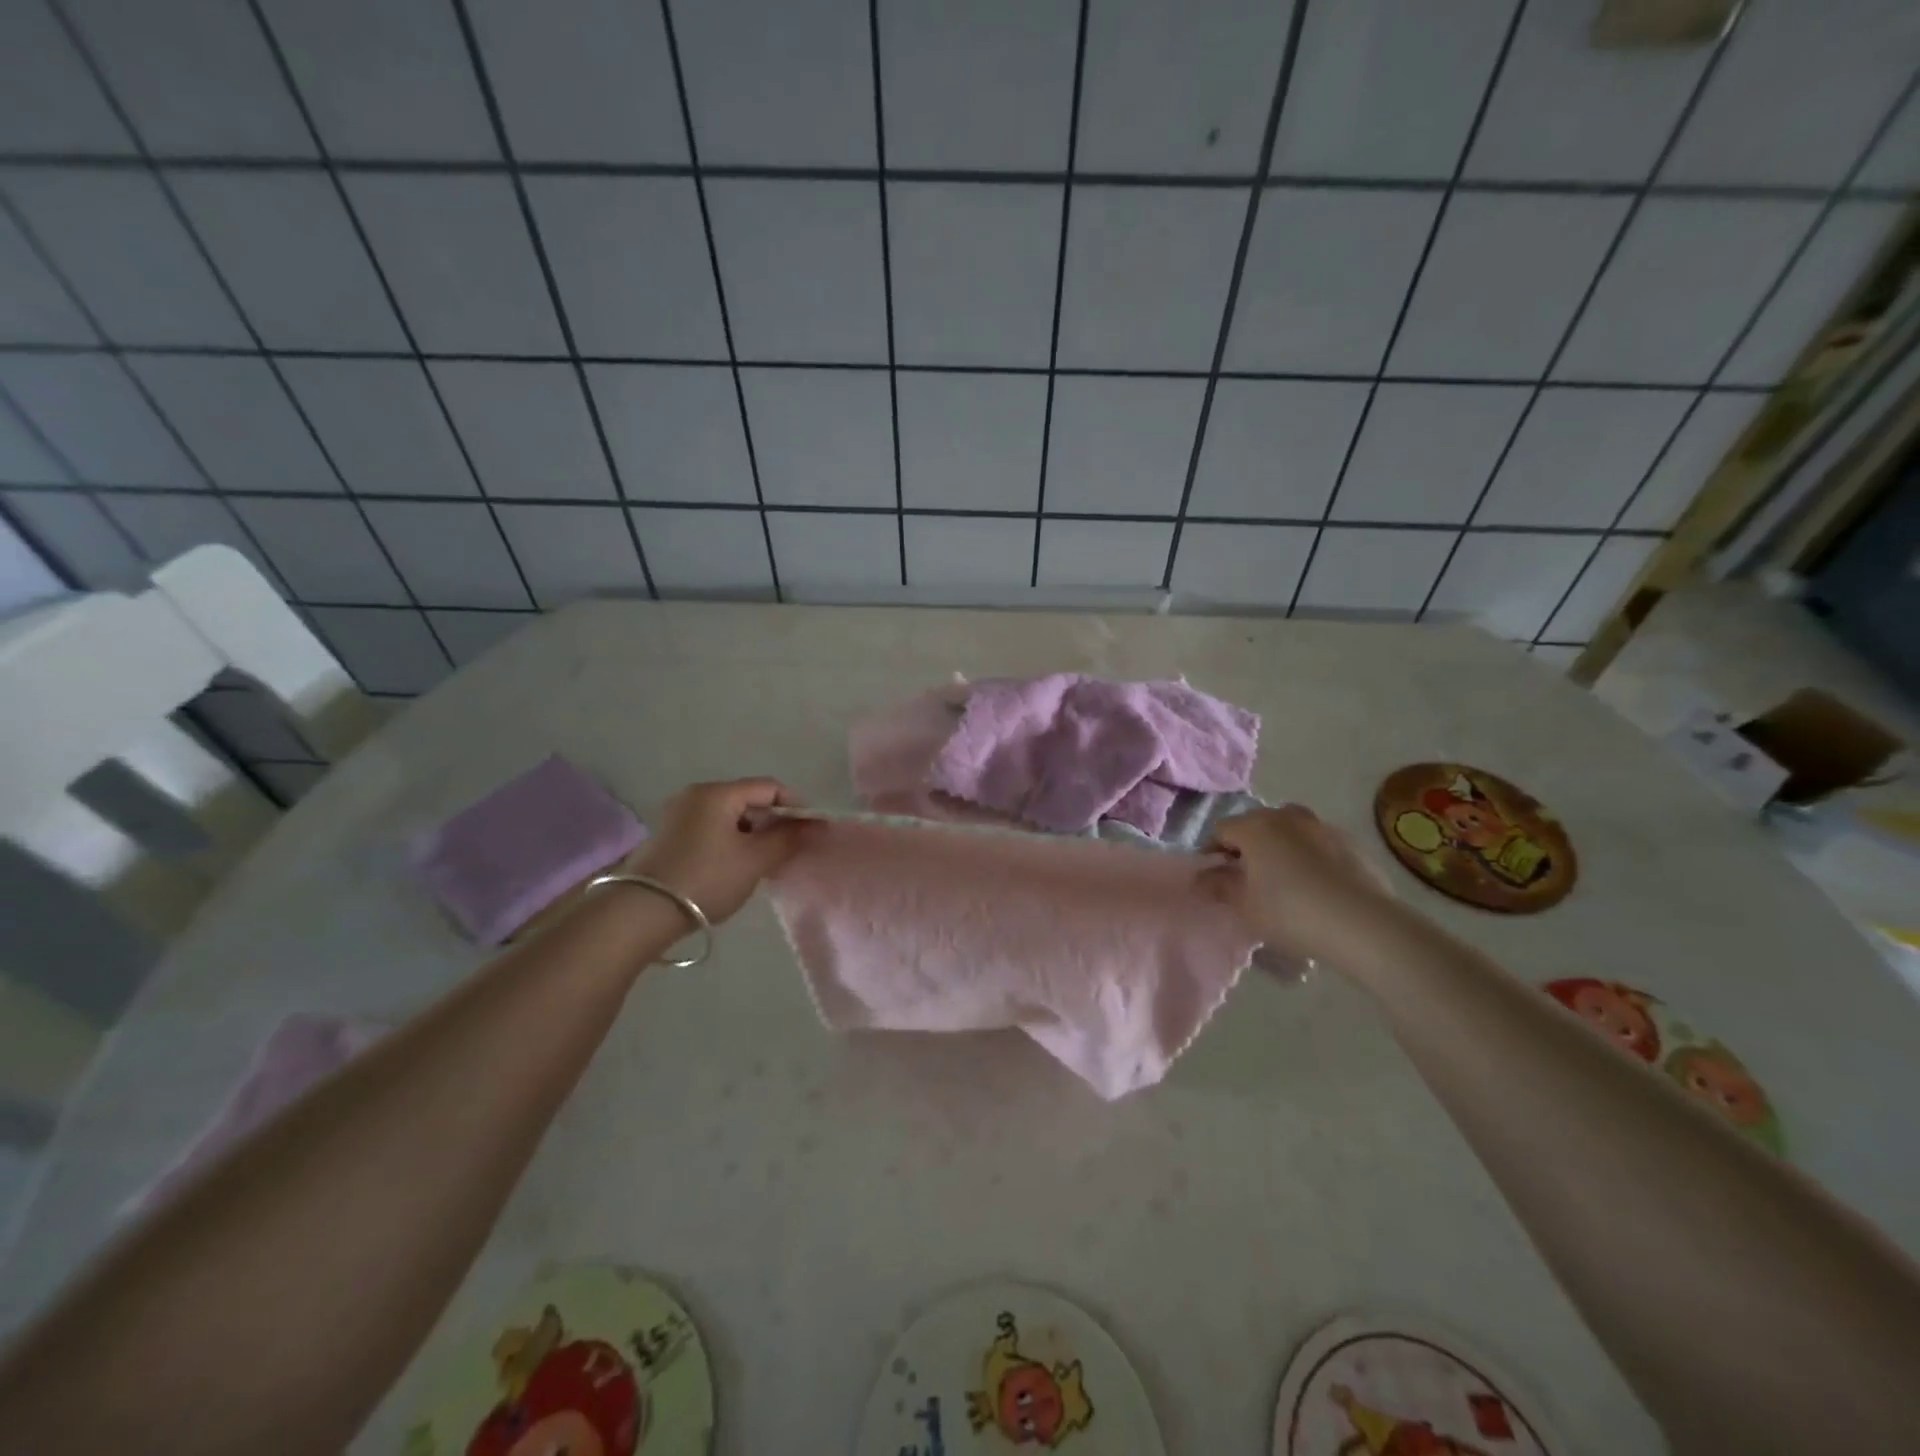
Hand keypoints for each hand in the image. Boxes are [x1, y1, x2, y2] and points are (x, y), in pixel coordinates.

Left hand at [623, 778, 807, 924]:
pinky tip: (736, 868)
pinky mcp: (668, 837)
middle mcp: (696, 795)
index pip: (769, 787)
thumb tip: (815, 826)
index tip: (811, 832)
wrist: (641, 913)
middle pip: (748, 800)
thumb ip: (788, 839)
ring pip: (729, 818)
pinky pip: (711, 830)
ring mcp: (678, 815)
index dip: (796, 806)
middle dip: (774, 822)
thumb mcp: (754, 860)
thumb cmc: (706, 879)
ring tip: (765, 864)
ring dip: (753, 835)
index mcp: (718, 793)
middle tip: (790, 851)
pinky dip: (731, 843)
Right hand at [1204, 805, 1400, 965]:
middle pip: (1256, 824)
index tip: (1216, 879)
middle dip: (1247, 847)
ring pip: (1289, 831)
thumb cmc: (1290, 912)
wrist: (1363, 925)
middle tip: (1249, 880)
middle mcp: (1287, 816)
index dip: (1213, 852)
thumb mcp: (1243, 906)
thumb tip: (1201, 878)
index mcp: (1255, 826)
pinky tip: (1316, 887)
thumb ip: (1217, 886)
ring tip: (1284, 881)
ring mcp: (1322, 826)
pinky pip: (1317, 843)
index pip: (1221, 830)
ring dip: (1280, 848)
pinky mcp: (1351, 842)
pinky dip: (1309, 856)